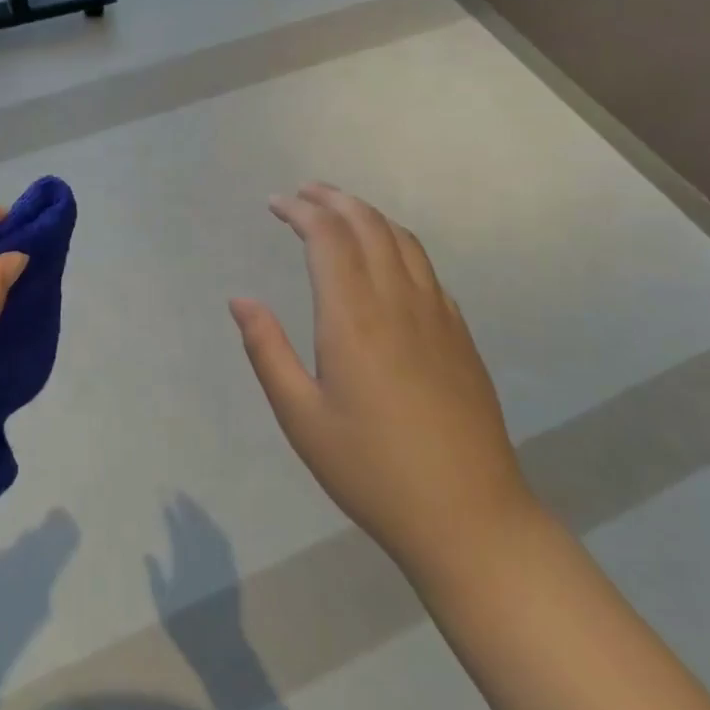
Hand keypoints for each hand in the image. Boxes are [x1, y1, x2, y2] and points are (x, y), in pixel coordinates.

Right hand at [229, 183, 534, 582]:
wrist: (469, 516)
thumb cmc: (371, 469)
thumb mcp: (301, 417)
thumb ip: (267, 351)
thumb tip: (240, 300)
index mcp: (354, 318)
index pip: (328, 238)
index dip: (301, 211)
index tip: (276, 203)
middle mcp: (398, 302)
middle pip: (368, 226)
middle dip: (334, 200)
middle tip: (304, 192)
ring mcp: (437, 316)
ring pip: (403, 240)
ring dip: (368, 215)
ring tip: (340, 209)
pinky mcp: (459, 335)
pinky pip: (427, 268)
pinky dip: (398, 243)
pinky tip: (386, 258)